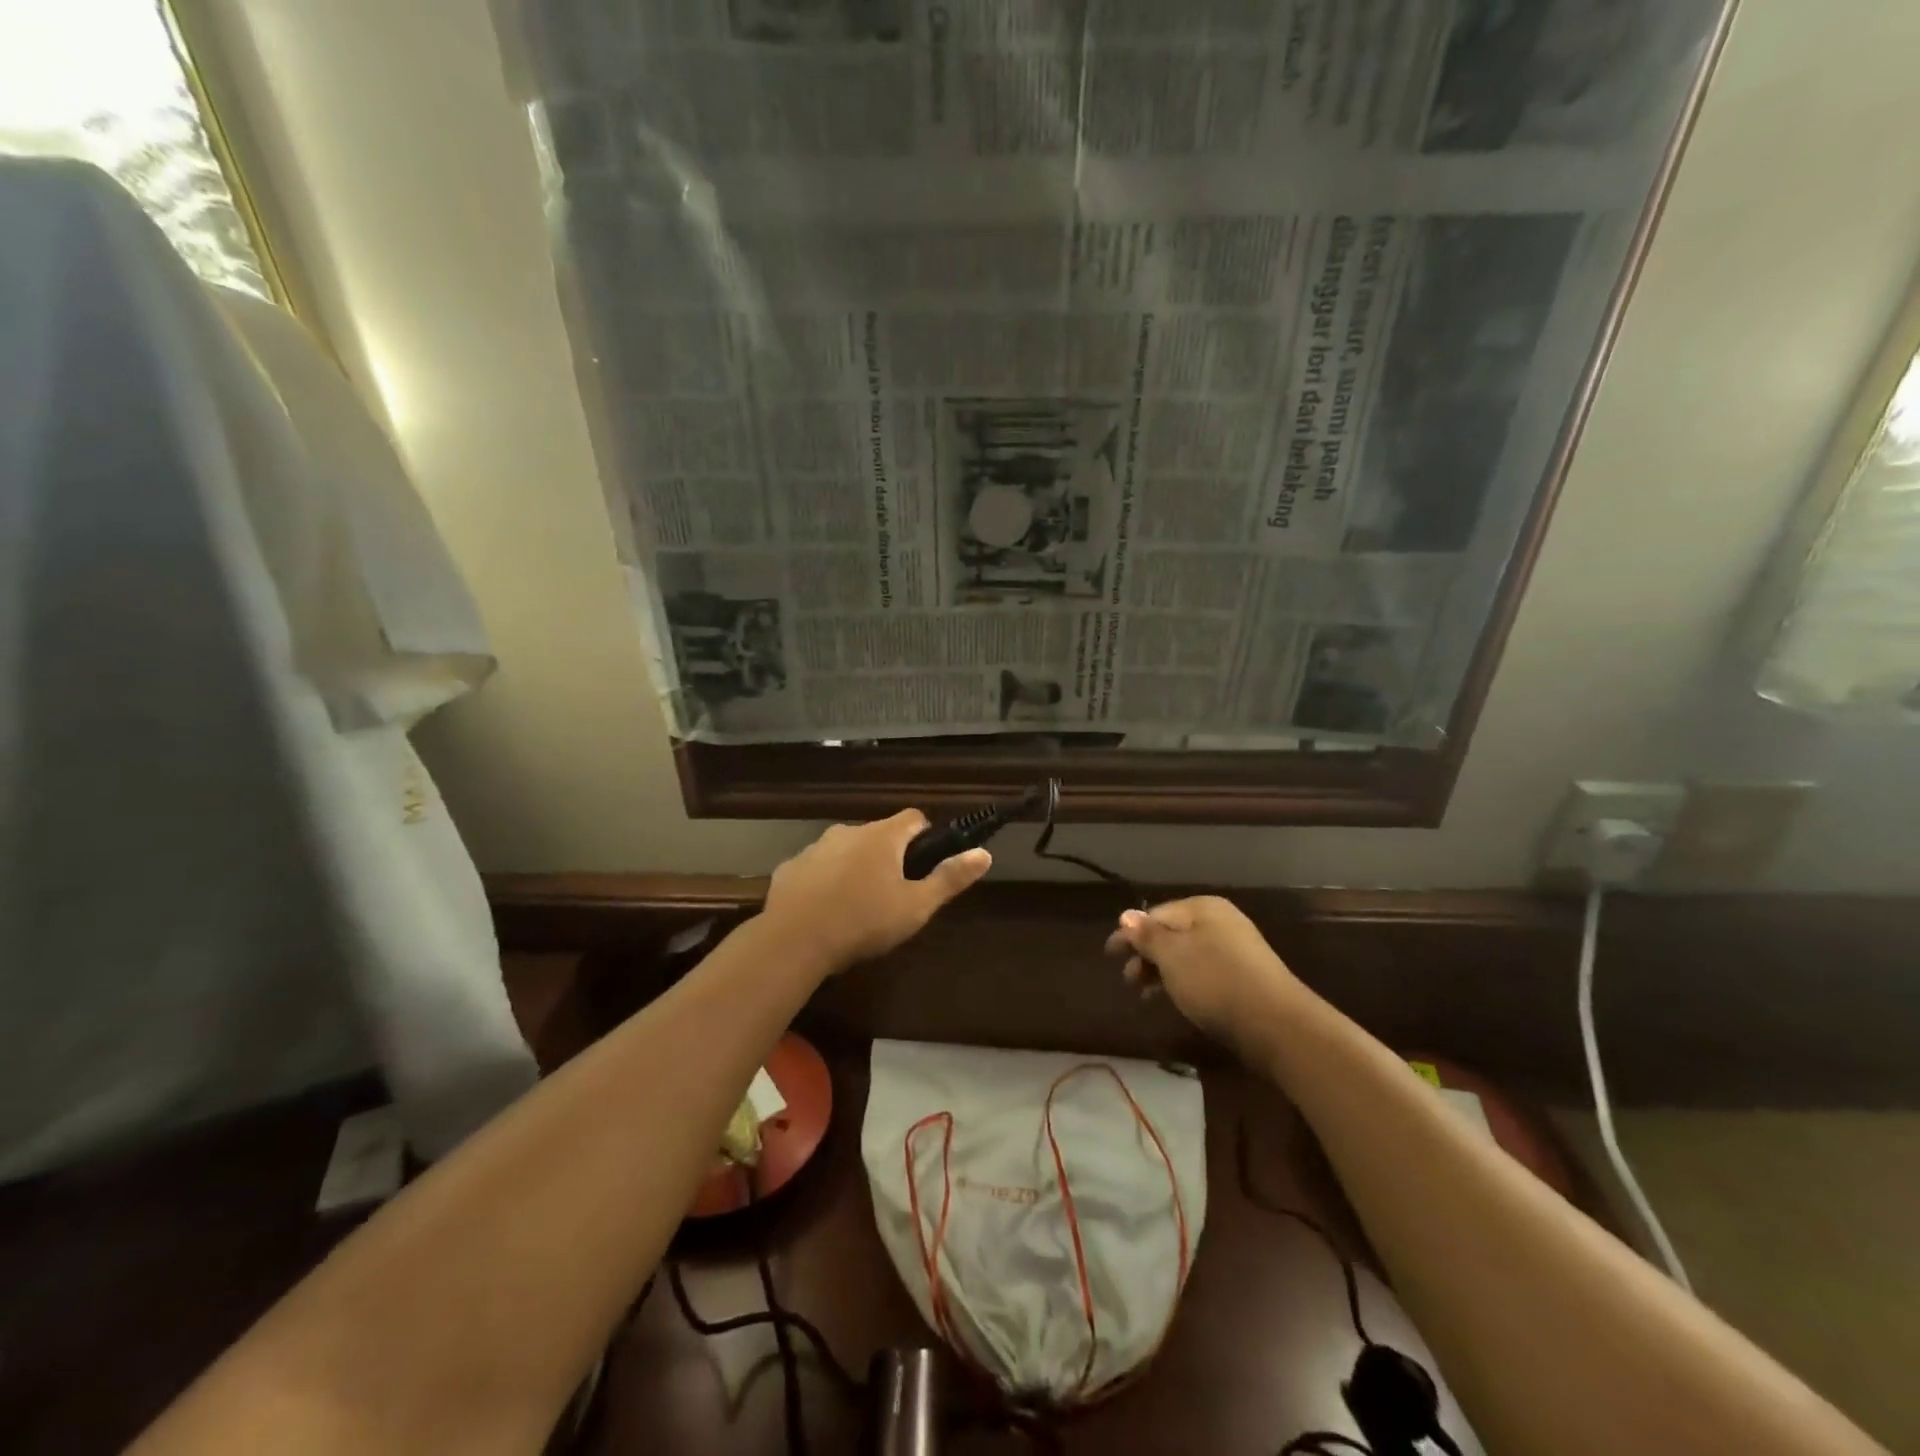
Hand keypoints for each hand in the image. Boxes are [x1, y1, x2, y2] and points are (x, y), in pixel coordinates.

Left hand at [762, 810, 989, 971]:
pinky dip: (825, 881)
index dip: (925, 837)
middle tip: (895, 894)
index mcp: (883, 836)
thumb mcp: (916, 906)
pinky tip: (825, 911)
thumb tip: (984, 853)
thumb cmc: (864, 921)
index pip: (914, 818)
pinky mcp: (791, 867)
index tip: (926, 864)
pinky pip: (817, 868)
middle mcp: (849, 831)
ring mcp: (816, 847)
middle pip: (879, 835)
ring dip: (856, 867)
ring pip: (846, 850)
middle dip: (889, 857)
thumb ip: (950, 878)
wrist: (794, 940)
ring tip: (858, 906)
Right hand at [1105, 896, 1305, 1051]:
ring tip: (1145, 994)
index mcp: (1202, 907)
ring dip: (1162, 971)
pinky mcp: (1245, 977)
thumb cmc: (1215, 981)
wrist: (1277, 1024)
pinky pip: (1202, 971)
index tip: (1109, 955)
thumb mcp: (1172, 956)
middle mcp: (1220, 921)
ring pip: (1186, 955)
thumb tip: (1126, 915)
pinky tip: (1176, 999)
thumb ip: (1147, 935)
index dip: (1129, 934)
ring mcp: (1236, 949)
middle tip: (1128, 980)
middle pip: (1171, 934)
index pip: (1155, 914)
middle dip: (1146, 955)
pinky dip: (1183, 982)